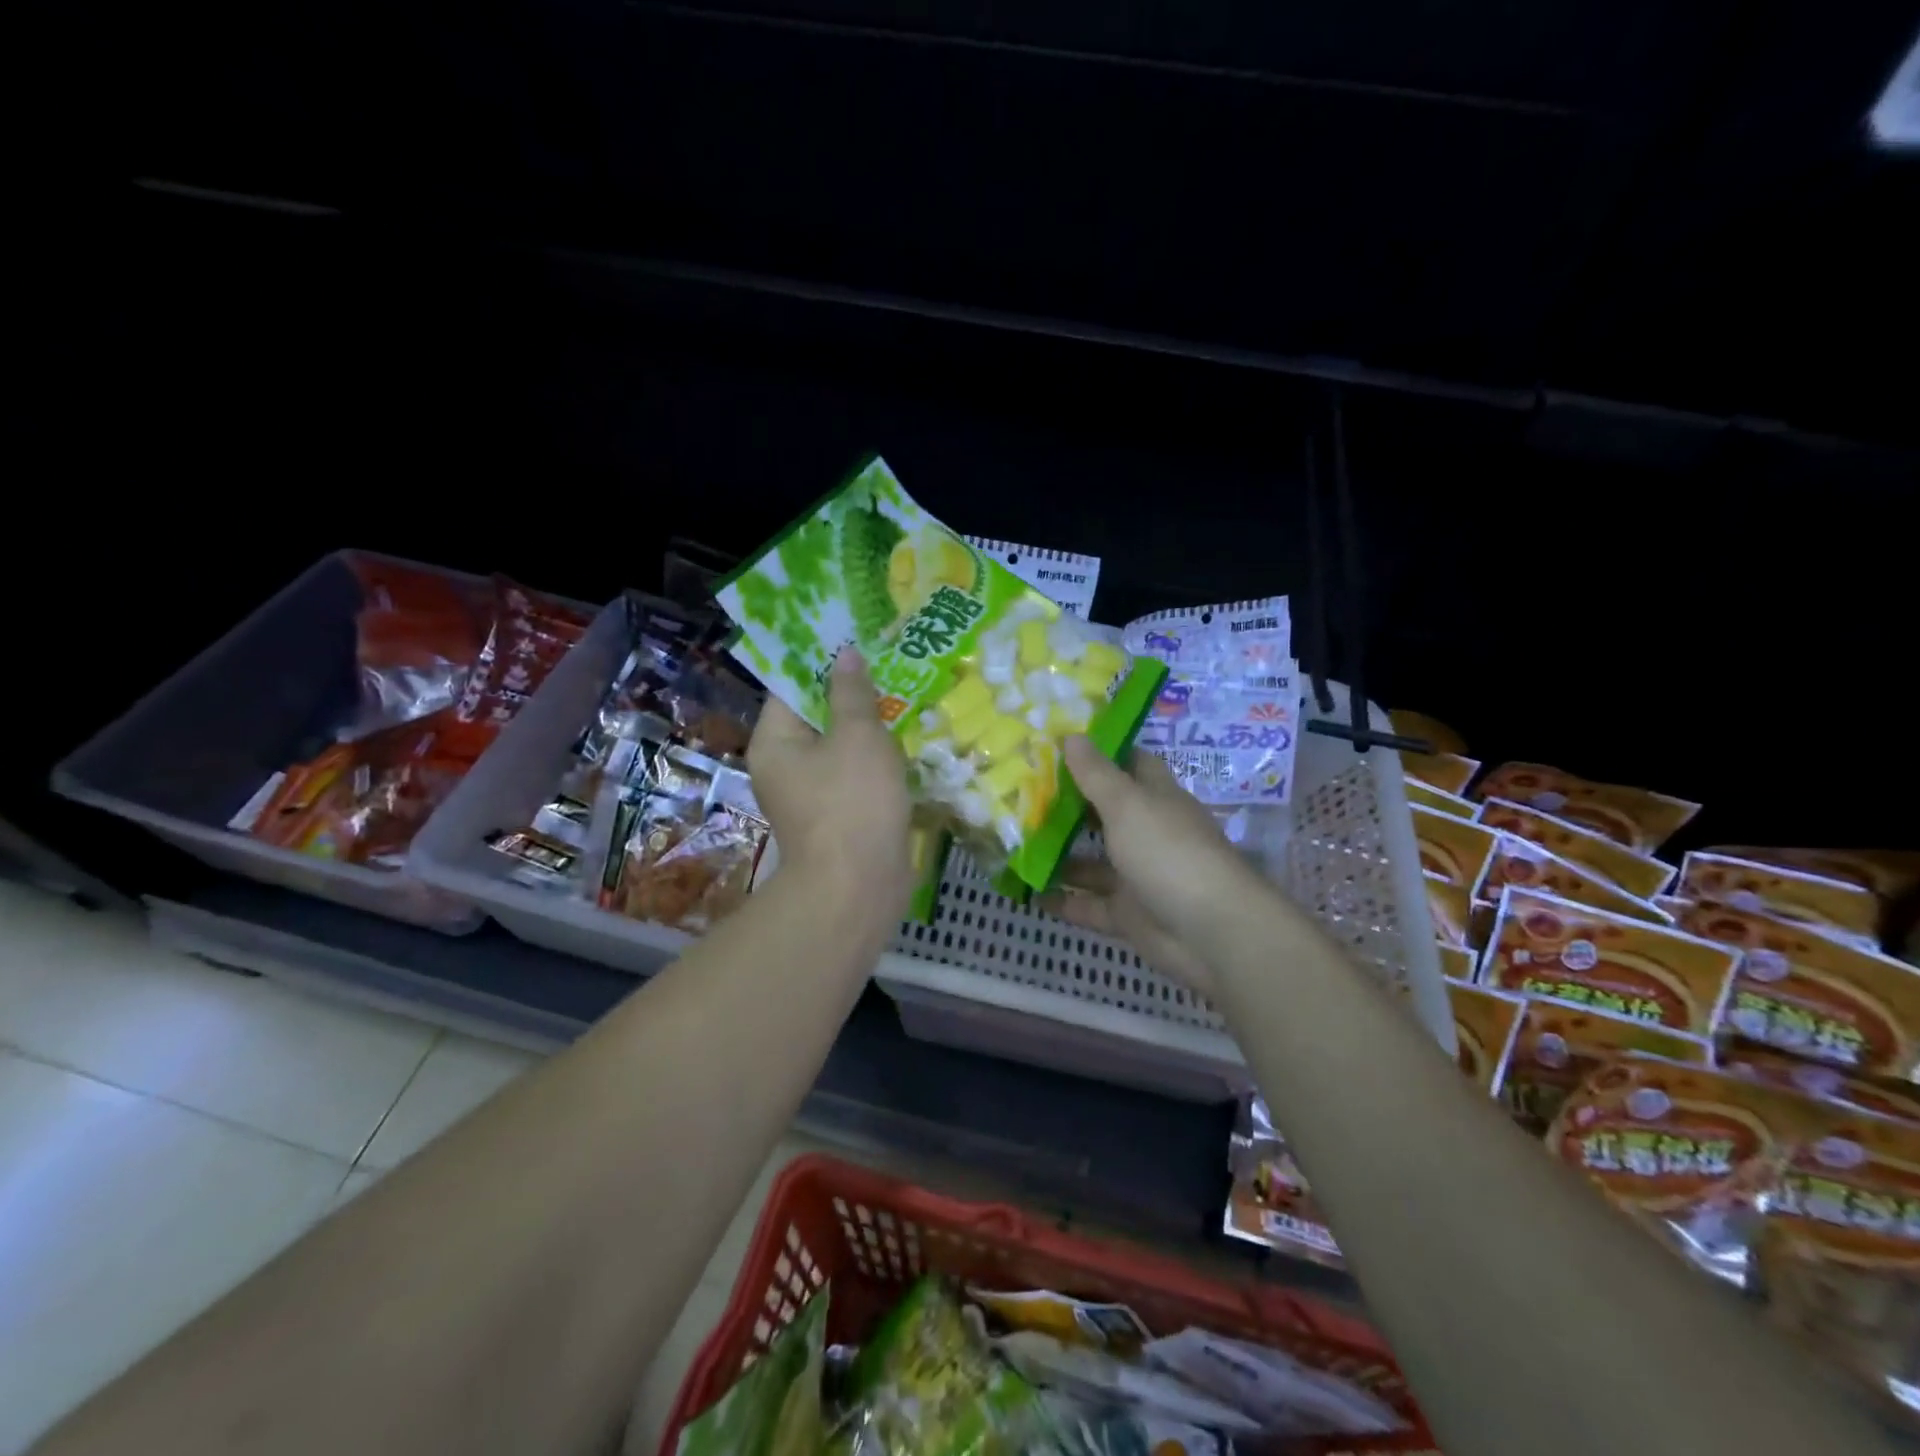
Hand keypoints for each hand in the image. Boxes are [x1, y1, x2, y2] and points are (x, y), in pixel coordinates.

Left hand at [748, 650, 913, 921]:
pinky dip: (874, 761)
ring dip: (868, 729)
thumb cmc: (852, 802)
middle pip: (816, 718)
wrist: (858, 887)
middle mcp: (784, 767)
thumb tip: (845, 655)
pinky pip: (854, 777)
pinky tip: (905, 744)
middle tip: (888, 666)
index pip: (791, 688)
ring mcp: (811, 796)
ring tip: (904, 697)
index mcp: (775, 742)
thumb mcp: (857, 736)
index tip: (855, 642)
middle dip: (851, 695)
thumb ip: (852, 693)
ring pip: (840, 749)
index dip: (822, 663)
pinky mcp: (838, 817)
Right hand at [1038, 739, 1266, 995]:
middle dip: (1066, 804)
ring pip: (1091, 860)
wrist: (1210, 932)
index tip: (1055, 744)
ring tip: (1012, 841)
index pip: (1127, 764)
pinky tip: (1028, 892)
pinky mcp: (1128, 914)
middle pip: (1103, 812)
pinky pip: (1089, 904)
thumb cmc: (1168, 852)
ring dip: (1058, 853)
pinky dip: (1063, 900)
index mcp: (1155, 798)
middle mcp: (1146, 832)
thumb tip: (1073, 735)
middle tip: (1018, 791)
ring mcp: (1137, 875)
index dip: (1097, 753)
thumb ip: (1096, 774)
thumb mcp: (1128, 805)